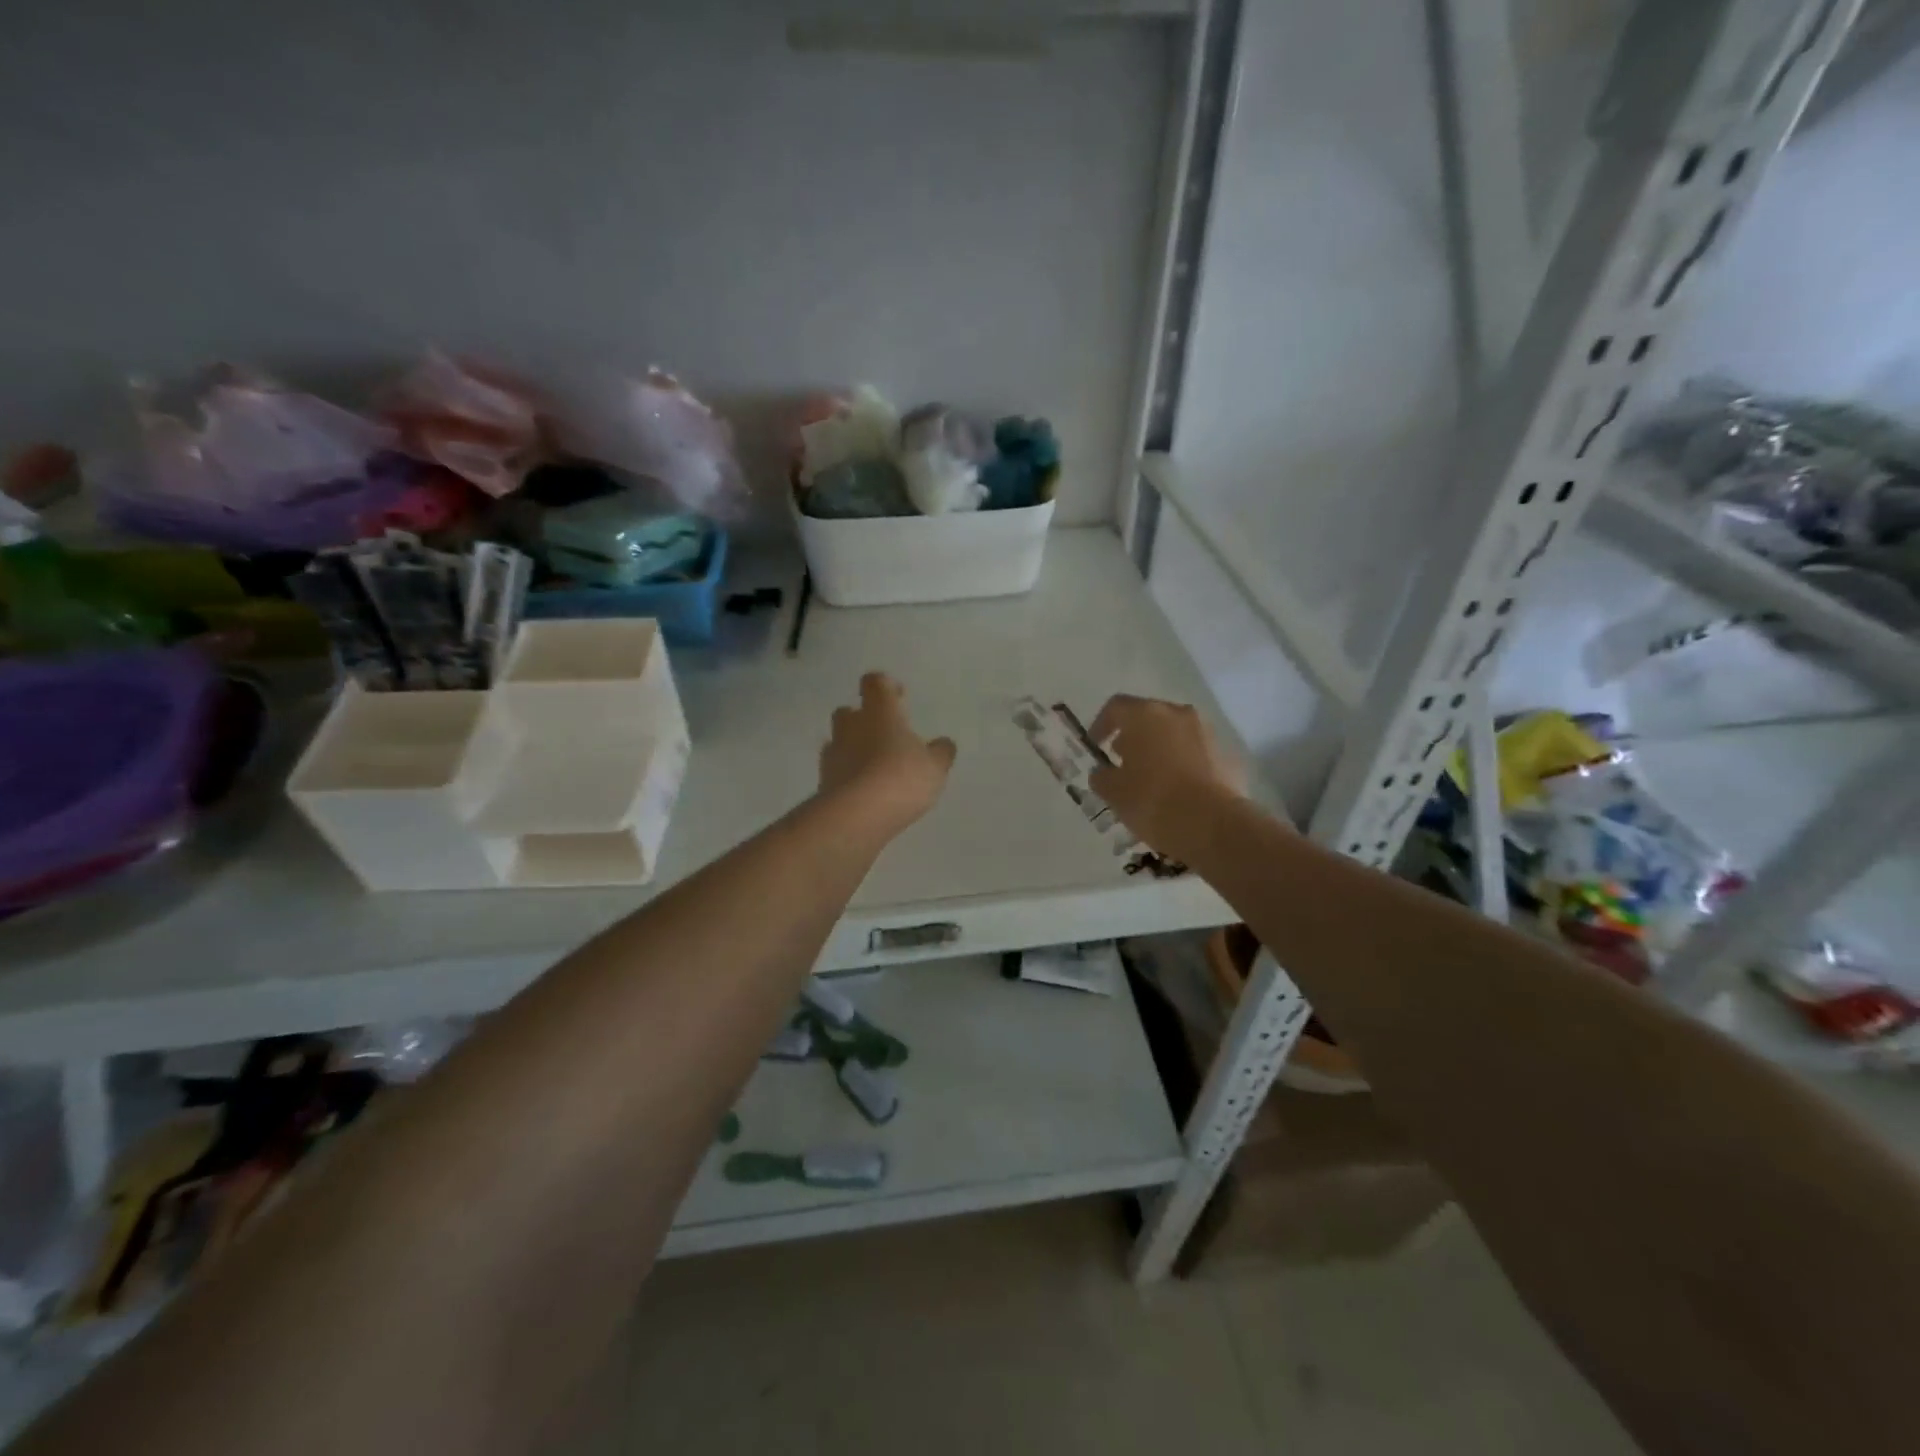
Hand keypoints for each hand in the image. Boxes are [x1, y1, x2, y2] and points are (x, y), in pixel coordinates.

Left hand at [819, 673, 956, 834]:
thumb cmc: (901, 778)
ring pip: (840, 740)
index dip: (886, 686)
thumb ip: (940, 753)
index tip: (899, 696)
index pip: (875, 683)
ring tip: (876, 767)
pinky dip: (848, 774)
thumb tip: (944, 744)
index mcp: (880, 711)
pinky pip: (837, 769)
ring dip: (854, 748)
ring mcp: (834, 753)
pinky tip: (864, 790)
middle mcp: (852, 726)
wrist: (856, 816)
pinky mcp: (823, 781)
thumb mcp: (934, 767)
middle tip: (885, 735)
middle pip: (849, 711)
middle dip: (864, 719)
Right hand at [1088, 695, 1243, 862]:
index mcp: (1145, 714)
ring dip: (1161, 750)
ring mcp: (1208, 733)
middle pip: (1149, 717)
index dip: (1101, 725)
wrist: (1212, 825)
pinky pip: (1198, 754)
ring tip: (1151, 779)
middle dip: (1134, 737)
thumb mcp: (1113, 792)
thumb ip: (1102, 776)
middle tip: (1123, 763)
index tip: (1096, 747)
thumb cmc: (1152, 800)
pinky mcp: (1228, 756)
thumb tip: (1103, 772)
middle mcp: (1178, 714)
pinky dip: (1185, 765)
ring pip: (1176, 734)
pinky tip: (1179, 791)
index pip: (1116, 707)